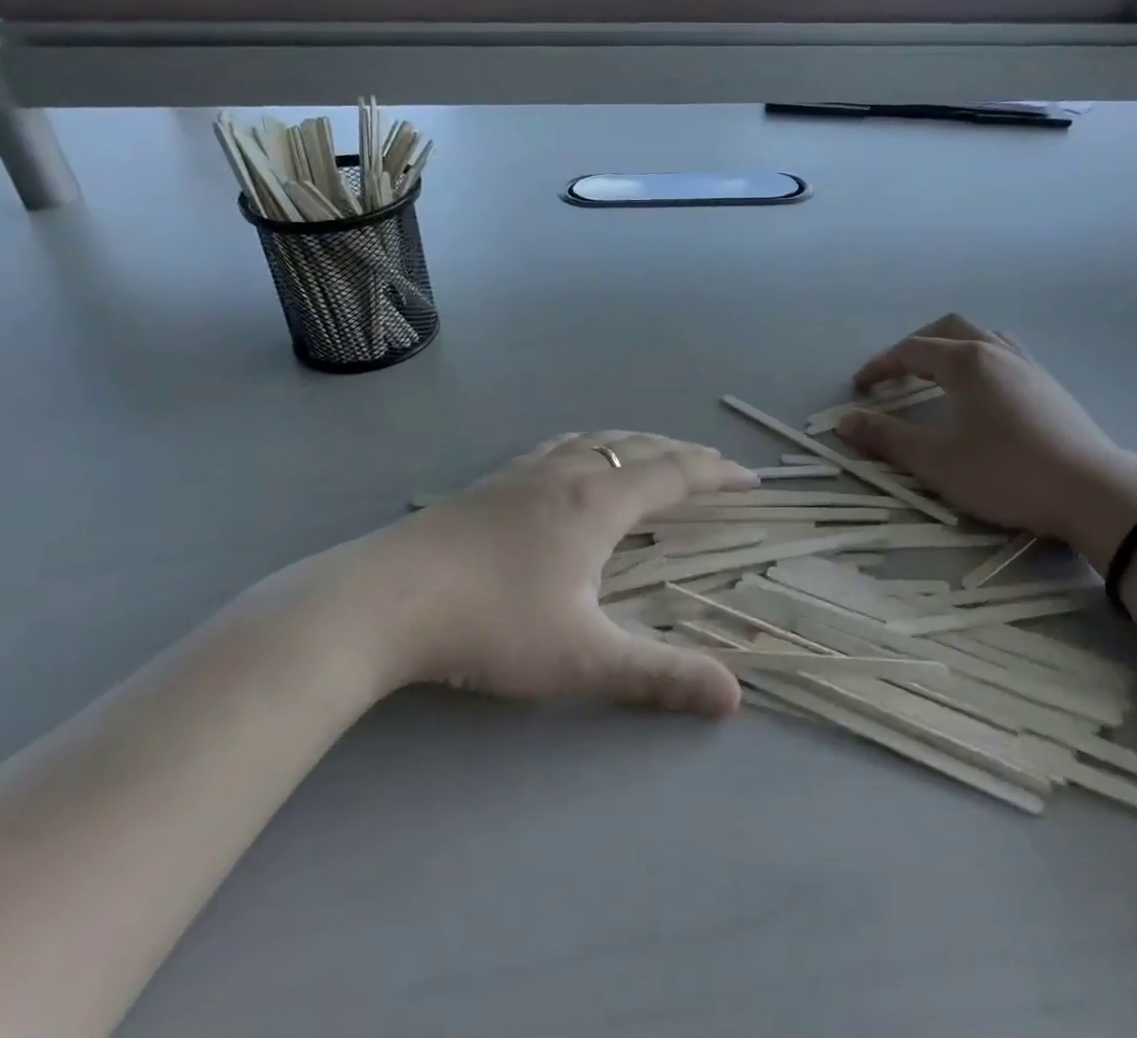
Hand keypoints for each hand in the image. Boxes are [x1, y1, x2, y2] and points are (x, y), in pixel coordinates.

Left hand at [300, 433, 757, 716]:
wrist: (384, 599)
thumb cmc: (492, 624)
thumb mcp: (583, 657)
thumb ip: (659, 676)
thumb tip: (734, 697)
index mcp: (600, 501)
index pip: (675, 474)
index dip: (718, 474)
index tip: (752, 480)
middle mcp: (568, 473)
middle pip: (640, 447)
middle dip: (684, 454)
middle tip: (713, 466)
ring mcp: (524, 472)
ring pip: (597, 440)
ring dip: (637, 444)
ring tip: (654, 455)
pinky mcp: (491, 482)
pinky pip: (559, 447)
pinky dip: (590, 445)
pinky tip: (573, 461)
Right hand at [837, 314, 1136, 565]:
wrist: (1093, 493)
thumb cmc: (1005, 473)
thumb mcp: (935, 461)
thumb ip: (886, 438)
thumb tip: (844, 422)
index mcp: (966, 362)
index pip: (911, 350)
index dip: (881, 365)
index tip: (860, 386)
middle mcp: (997, 352)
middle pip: (948, 329)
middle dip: (915, 345)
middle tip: (896, 373)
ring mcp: (1030, 367)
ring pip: (982, 338)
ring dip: (952, 349)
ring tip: (938, 376)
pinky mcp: (1051, 387)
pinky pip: (1006, 355)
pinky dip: (980, 361)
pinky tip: (983, 396)